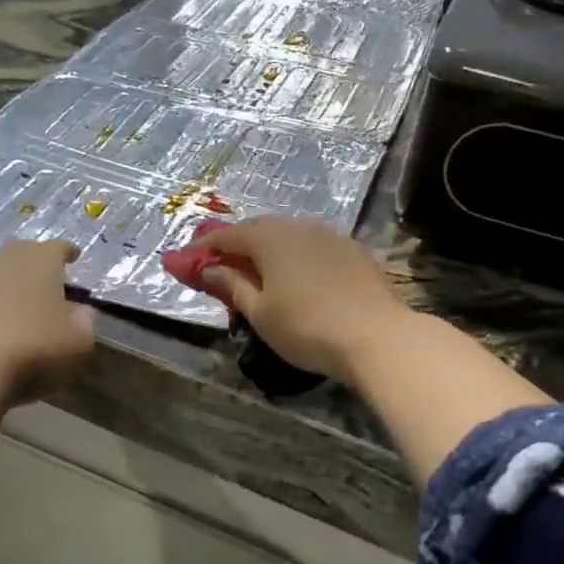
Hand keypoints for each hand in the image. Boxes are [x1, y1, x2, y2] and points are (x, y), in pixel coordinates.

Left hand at [0, 239, 95, 403]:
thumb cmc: (32, 350)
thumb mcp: (77, 343)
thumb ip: (84, 323)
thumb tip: (82, 311)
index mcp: (41, 263)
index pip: (58, 248)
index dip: (67, 252)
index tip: (74, 257)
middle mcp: (4, 262)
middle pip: (21, 251)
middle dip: (33, 260)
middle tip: (43, 275)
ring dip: (1, 279)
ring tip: (10, 294)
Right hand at [192, 218, 411, 382]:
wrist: (377, 336)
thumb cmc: (307, 327)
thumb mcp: (260, 311)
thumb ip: (232, 285)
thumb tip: (208, 268)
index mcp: (269, 238)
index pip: (227, 235)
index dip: (205, 246)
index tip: (186, 258)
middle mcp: (297, 226)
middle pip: (258, 229)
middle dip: (235, 244)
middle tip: (219, 262)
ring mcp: (329, 235)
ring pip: (287, 234)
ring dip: (266, 247)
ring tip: (255, 268)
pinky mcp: (352, 250)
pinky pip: (310, 244)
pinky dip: (293, 254)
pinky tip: (294, 273)